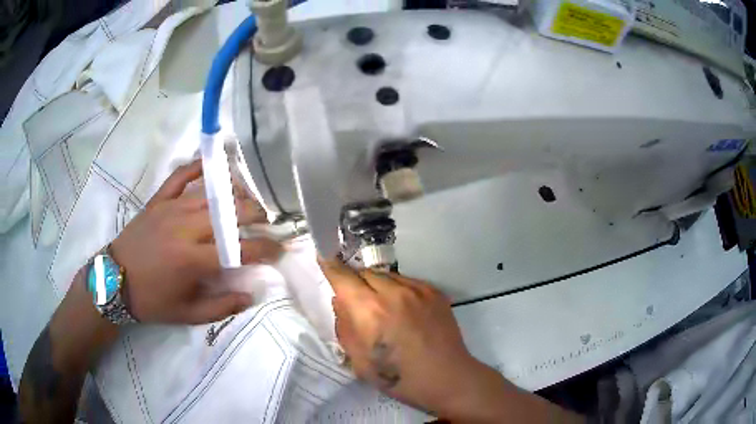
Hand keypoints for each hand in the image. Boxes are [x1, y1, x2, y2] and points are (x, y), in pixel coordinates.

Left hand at [111, 160, 281, 323]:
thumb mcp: (187, 314)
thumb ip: (221, 307)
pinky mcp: (158, 200)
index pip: (239, 249)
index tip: (279, 248)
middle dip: (255, 214)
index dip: (264, 248)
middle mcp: (185, 228)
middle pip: (229, 213)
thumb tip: (250, 295)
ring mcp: (170, 209)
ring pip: (210, 194)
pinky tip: (211, 165)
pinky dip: (196, 168)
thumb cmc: (151, 301)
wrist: (114, 280)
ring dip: (234, 194)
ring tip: (247, 199)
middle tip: (267, 220)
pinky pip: (180, 177)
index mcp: (193, 260)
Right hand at [320, 260, 493, 415]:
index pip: (343, 277)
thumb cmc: (397, 376)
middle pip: (365, 273)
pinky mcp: (434, 291)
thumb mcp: (358, 359)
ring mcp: (418, 289)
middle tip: (359, 303)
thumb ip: (344, 325)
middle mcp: (393, 292)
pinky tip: (405, 311)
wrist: (445, 377)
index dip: (330, 267)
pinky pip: (407, 282)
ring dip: (378, 286)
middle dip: (356, 283)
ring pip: (387, 276)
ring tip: (385, 309)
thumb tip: (341, 300)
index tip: (323, 259)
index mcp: (370, 311)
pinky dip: (399, 291)